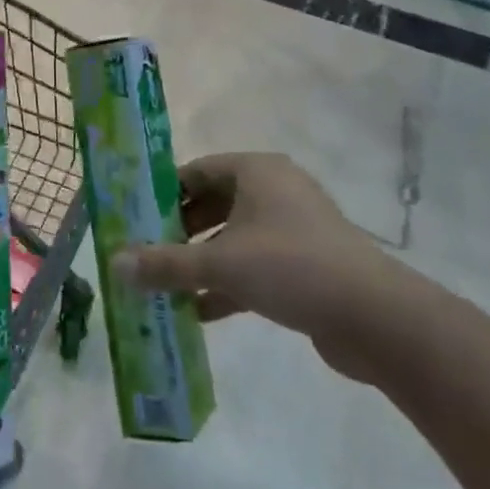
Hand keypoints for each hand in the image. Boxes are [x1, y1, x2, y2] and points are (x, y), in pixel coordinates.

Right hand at [116, 152, 419, 381]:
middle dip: (179, 232)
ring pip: (233, 239)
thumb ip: (165, 263)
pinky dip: (227, 284)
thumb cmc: (290, 267)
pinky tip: (198, 312)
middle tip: (145, 254)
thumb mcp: (218, 264)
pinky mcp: (305, 265)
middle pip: (213, 205)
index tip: (135, 218)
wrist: (375, 317)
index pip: (196, 171)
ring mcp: (293, 229)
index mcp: (256, 172)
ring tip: (164, 286)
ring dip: (200, 262)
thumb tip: (114, 263)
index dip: (163, 193)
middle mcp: (275, 192)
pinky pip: (254, 267)